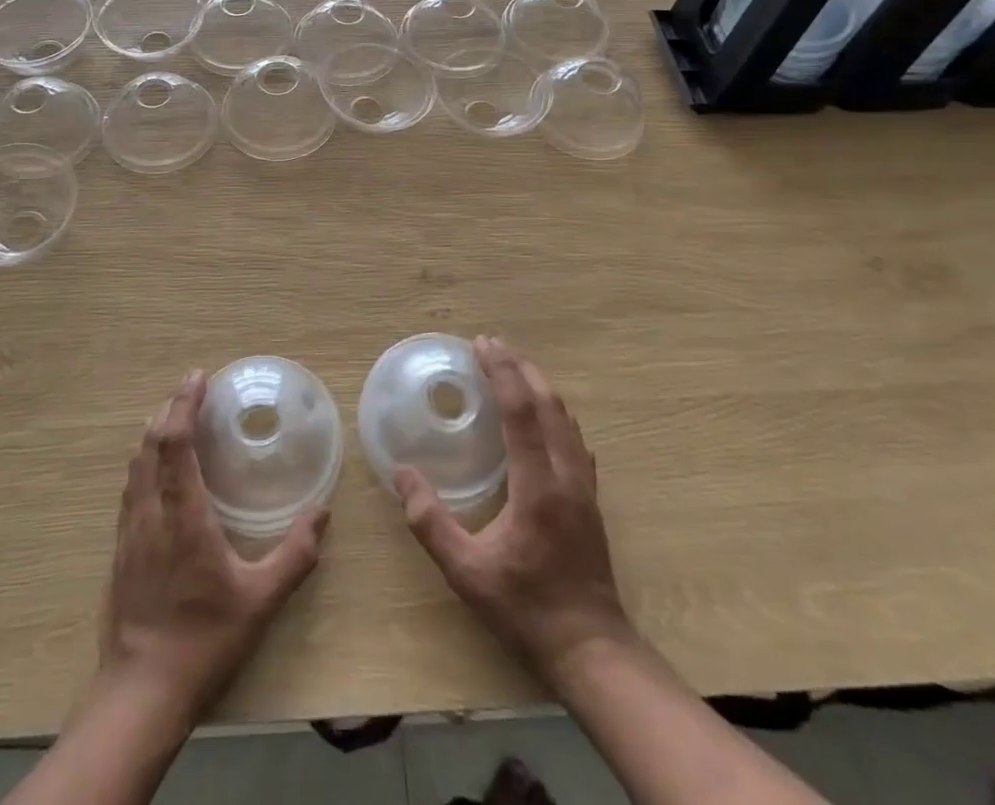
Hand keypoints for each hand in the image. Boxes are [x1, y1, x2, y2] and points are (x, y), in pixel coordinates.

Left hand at [100, 371, 329, 717]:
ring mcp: (129, 530)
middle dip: (170, 408)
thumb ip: (294, 556)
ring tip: (177, 416)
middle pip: (150, 443)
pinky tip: (158, 469)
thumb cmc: (204, 640)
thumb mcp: (260, 601)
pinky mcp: (120, 548)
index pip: (174, 443)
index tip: (199, 377)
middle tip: (193, 387)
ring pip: (135, 463)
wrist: (141, 691)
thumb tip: (322, 513)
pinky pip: (130, 487)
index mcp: (183, 515)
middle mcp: (150, 512)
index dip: (184, 404)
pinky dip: (145, 460)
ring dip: (154, 432)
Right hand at [395, 336, 635, 686]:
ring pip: (566, 418)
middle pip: (549, 403)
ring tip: (513, 367)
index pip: (522, 411)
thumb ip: (431, 522)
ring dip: (539, 385)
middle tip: (491, 345)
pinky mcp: (590, 498)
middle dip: (520, 367)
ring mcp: (585, 486)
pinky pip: (574, 437)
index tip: (481, 344)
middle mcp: (567, 475)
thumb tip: (403, 474)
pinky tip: (542, 415)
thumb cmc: (526, 610)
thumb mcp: (467, 573)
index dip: (502, 372)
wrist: (592, 650)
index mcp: (539, 486)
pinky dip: (554, 411)